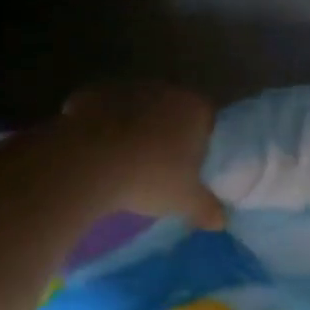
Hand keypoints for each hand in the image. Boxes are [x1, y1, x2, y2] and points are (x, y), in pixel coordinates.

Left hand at [58, 83, 227, 229]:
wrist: (89, 163)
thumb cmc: (150, 178)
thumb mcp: (185, 201)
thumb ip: (207, 209)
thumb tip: (221, 221)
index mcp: (194, 108)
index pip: (208, 119)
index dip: (202, 141)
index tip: (194, 164)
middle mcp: (163, 90)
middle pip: (172, 109)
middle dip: (168, 131)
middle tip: (160, 164)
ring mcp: (125, 88)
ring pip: (136, 108)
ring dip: (134, 126)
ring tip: (125, 159)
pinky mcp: (91, 94)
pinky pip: (103, 111)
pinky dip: (101, 126)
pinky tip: (96, 150)